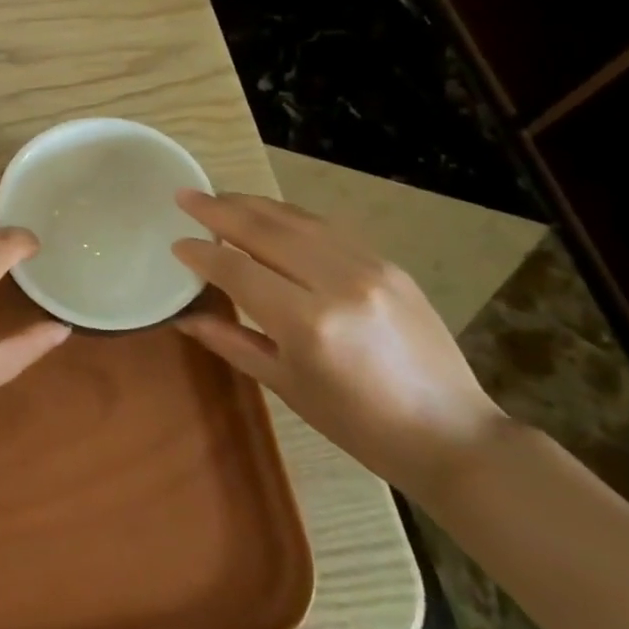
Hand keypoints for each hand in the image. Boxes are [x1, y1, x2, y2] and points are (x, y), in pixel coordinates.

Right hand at [171, 191, 506, 500]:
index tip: (176, 242)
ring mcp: (368, 266)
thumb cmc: (360, 425)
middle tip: (185, 195)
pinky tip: (270, 214)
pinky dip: (290, 216)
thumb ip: (233, 342)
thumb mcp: (288, 387)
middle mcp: (337, 282)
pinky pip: (327, 227)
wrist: (452, 433)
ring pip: (296, 218)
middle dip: (218, 210)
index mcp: (308, 324)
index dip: (202, 253)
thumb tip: (185, 318)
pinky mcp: (388, 263)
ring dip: (252, 204)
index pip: (239, 271)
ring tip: (219, 197)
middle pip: (264, 230)